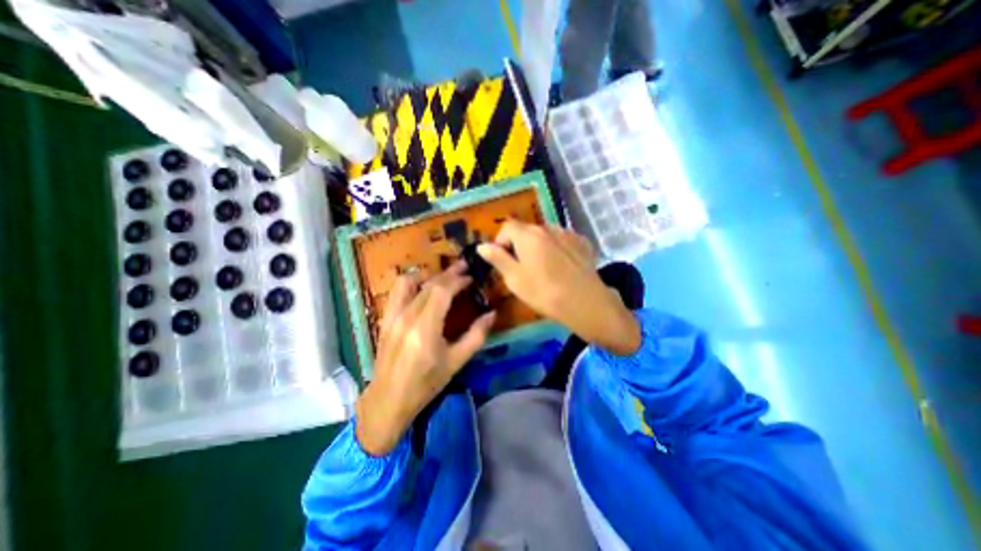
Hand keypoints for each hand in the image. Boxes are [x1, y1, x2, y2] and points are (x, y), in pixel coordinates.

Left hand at [355, 262, 497, 455]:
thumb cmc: (426, 383)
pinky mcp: (385, 319)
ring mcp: (392, 316)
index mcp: (425, 328)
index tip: (471, 278)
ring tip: (442, 278)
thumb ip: (476, 336)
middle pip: (428, 284)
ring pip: (408, 281)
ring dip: (427, 275)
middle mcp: (406, 317)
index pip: (441, 290)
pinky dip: (412, 284)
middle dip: (448, 274)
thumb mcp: (456, 362)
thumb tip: (492, 314)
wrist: (389, 399)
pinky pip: (397, 291)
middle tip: (464, 270)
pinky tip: (423, 290)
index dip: (458, 280)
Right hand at [478, 219, 644, 353]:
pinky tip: (560, 266)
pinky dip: (555, 249)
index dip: (500, 243)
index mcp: (528, 235)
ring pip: (544, 235)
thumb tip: (482, 246)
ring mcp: (567, 233)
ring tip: (542, 268)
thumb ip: (497, 259)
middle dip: (518, 245)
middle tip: (520, 268)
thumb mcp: (514, 279)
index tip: (502, 261)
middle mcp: (547, 227)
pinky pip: (561, 241)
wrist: (586, 304)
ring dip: (537, 246)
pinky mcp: (582, 243)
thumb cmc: (544, 293)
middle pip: (526, 230)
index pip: (507, 227)